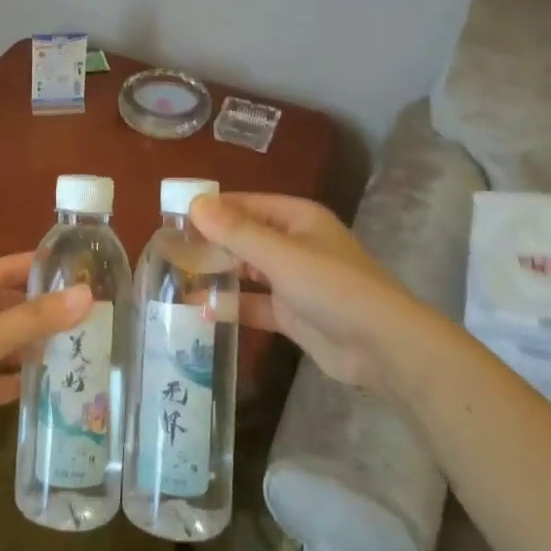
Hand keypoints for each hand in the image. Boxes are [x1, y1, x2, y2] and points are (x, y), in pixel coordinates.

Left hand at [0, 254, 91, 473]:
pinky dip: (6, 381)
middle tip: (77, 313)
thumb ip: (38, 317)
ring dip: (23, 347)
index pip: (0, 269)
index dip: (33, 266)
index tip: (70, 266)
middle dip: (34, 311)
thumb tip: (86, 294)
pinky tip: (35, 386)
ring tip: (66, 348)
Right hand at [190, 193, 414, 393]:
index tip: (172, 217)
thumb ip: (236, 232)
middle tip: (168, 251)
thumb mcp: (281, 256)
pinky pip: (254, 304)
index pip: (245, 205)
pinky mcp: (292, 314)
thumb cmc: (333, 288)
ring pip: (246, 271)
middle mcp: (294, 244)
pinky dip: (231, 306)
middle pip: (244, 237)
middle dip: (209, 244)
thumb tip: (195, 203)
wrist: (382, 347)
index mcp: (297, 219)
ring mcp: (293, 280)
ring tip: (176, 279)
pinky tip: (200, 311)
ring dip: (217, 275)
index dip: (211, 209)